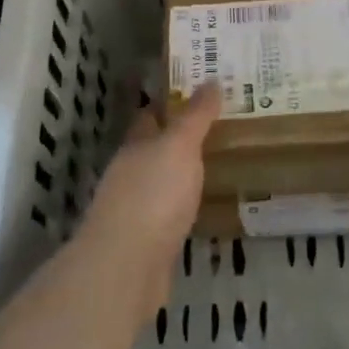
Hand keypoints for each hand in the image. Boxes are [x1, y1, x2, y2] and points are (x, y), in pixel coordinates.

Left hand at [77, 82, 221, 323]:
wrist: (127, 268)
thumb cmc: (153, 196)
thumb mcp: (179, 147)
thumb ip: (195, 117)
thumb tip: (211, 80)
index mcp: (135, 146)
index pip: (150, 115)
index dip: (171, 102)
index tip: (200, 92)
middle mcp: (131, 173)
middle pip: (156, 149)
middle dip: (182, 138)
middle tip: (221, 126)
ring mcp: (137, 209)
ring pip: (163, 181)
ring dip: (184, 173)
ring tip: (221, 162)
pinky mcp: (149, 241)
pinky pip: (171, 213)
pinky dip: (186, 205)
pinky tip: (206, 205)